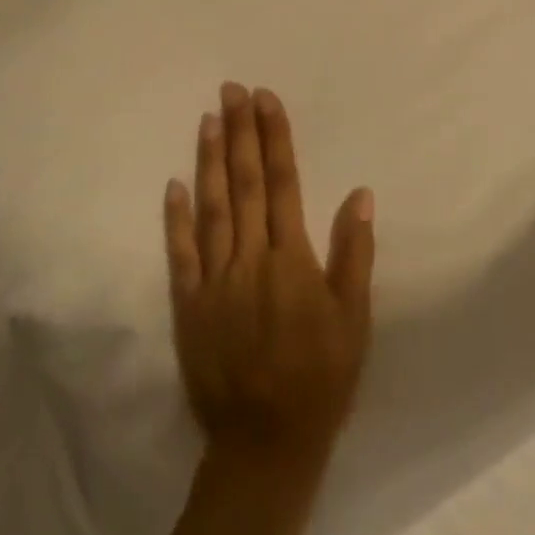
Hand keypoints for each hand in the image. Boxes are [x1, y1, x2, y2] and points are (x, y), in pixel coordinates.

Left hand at [164, 83, 374, 474]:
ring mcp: (213, 281)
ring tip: (208, 119)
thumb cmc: (321, 378)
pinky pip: (179, 254)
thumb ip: (355, 253)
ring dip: (210, 161)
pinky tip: (174, 184)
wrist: (265, 444)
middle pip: (245, 184)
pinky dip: (175, 218)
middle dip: (240, 132)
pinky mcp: (188, 306)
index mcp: (292, 260)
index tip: (266, 100)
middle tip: (231, 89)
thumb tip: (360, 193)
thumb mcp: (354, 320)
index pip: (282, 183)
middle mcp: (249, 260)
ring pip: (211, 208)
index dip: (275, 138)